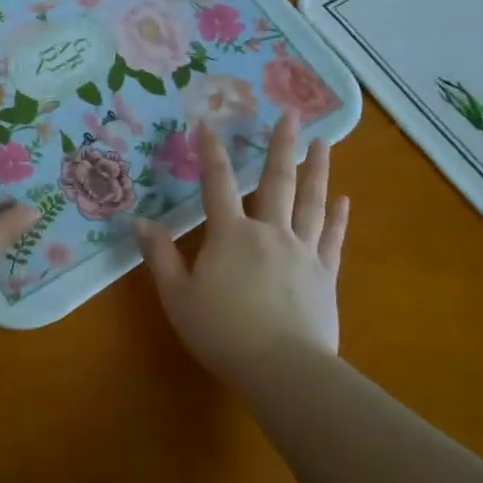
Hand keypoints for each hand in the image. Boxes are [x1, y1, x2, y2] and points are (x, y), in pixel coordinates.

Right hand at [134, 115, 349, 388]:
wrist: (282, 367)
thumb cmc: (222, 331)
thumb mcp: (177, 296)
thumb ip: (159, 256)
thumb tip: (139, 222)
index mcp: (230, 235)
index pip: (218, 184)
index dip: (211, 153)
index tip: (208, 123)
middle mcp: (269, 232)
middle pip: (276, 181)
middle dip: (281, 146)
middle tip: (292, 114)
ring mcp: (302, 251)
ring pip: (311, 202)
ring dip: (317, 170)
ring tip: (325, 142)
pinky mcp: (324, 274)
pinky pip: (331, 238)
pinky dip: (337, 217)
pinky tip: (343, 199)